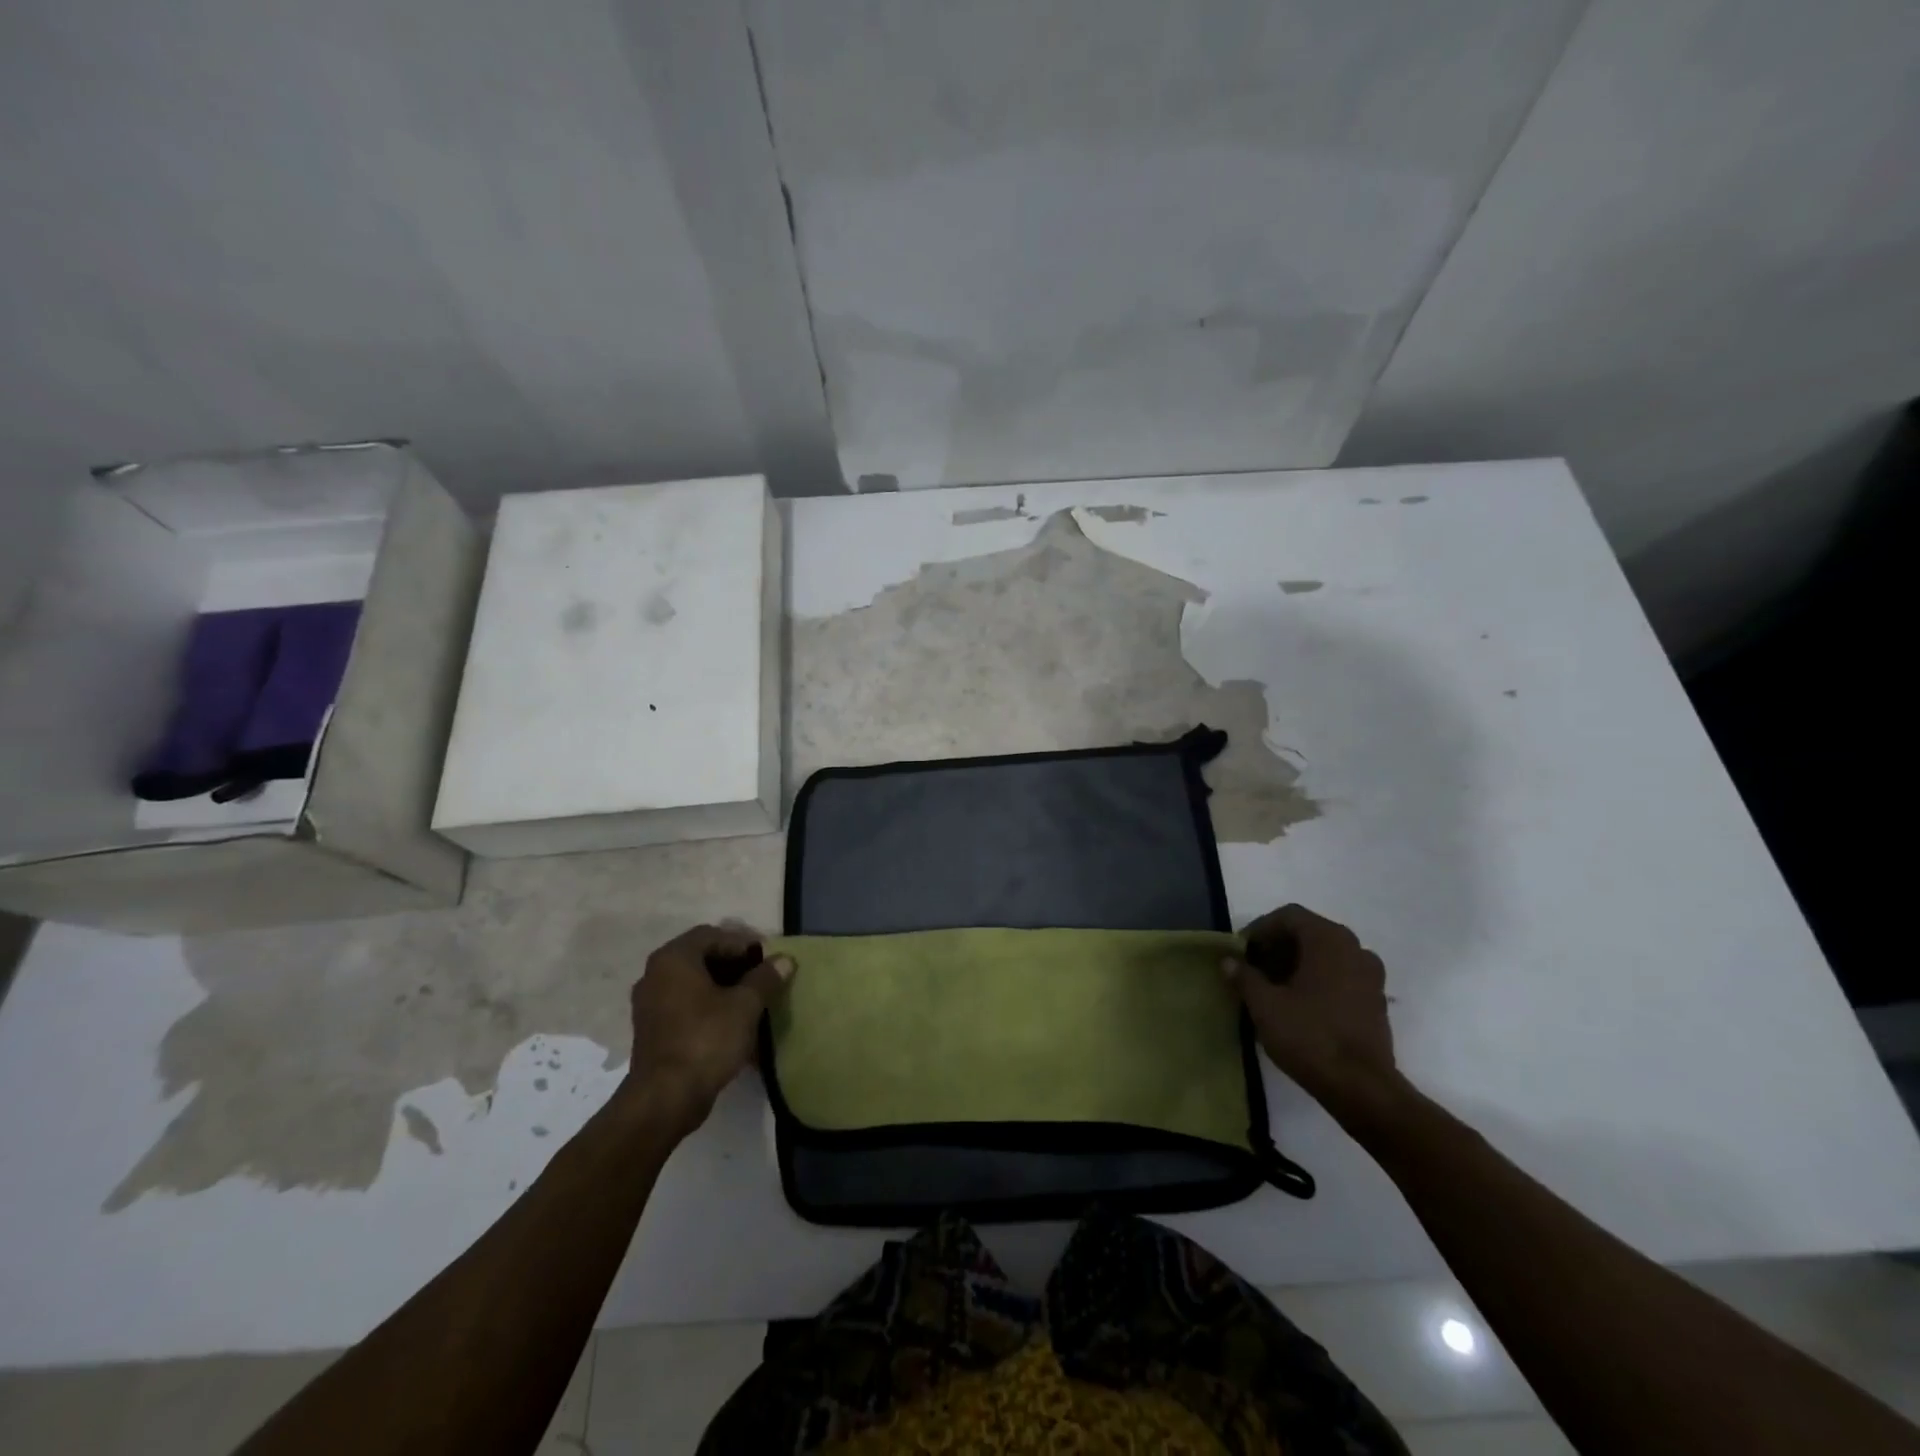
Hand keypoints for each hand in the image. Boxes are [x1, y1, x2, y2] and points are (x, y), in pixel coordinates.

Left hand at [625, 924, 795, 1134]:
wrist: (665, 1099)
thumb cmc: (706, 1040)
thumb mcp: (745, 1006)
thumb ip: (765, 978)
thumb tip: (785, 960)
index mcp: (674, 959)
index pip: (713, 935)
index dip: (743, 943)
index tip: (767, 960)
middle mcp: (655, 974)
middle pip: (701, 957)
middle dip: (734, 965)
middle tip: (762, 978)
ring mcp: (650, 1003)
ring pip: (693, 983)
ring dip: (723, 987)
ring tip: (752, 1001)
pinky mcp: (652, 1029)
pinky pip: (684, 1005)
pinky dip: (708, 1006)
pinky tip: (732, 1023)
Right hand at [1223, 904, 1401, 1123]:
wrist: (1362, 1088)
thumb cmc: (1309, 1036)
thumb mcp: (1264, 1005)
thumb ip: (1244, 976)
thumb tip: (1228, 961)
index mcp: (1329, 940)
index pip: (1288, 916)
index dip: (1260, 930)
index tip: (1241, 952)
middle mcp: (1355, 948)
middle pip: (1308, 933)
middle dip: (1277, 947)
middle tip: (1253, 969)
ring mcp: (1371, 975)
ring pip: (1326, 955)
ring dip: (1297, 963)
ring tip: (1273, 987)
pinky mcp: (1376, 1000)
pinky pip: (1341, 975)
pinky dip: (1318, 979)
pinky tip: (1299, 1004)